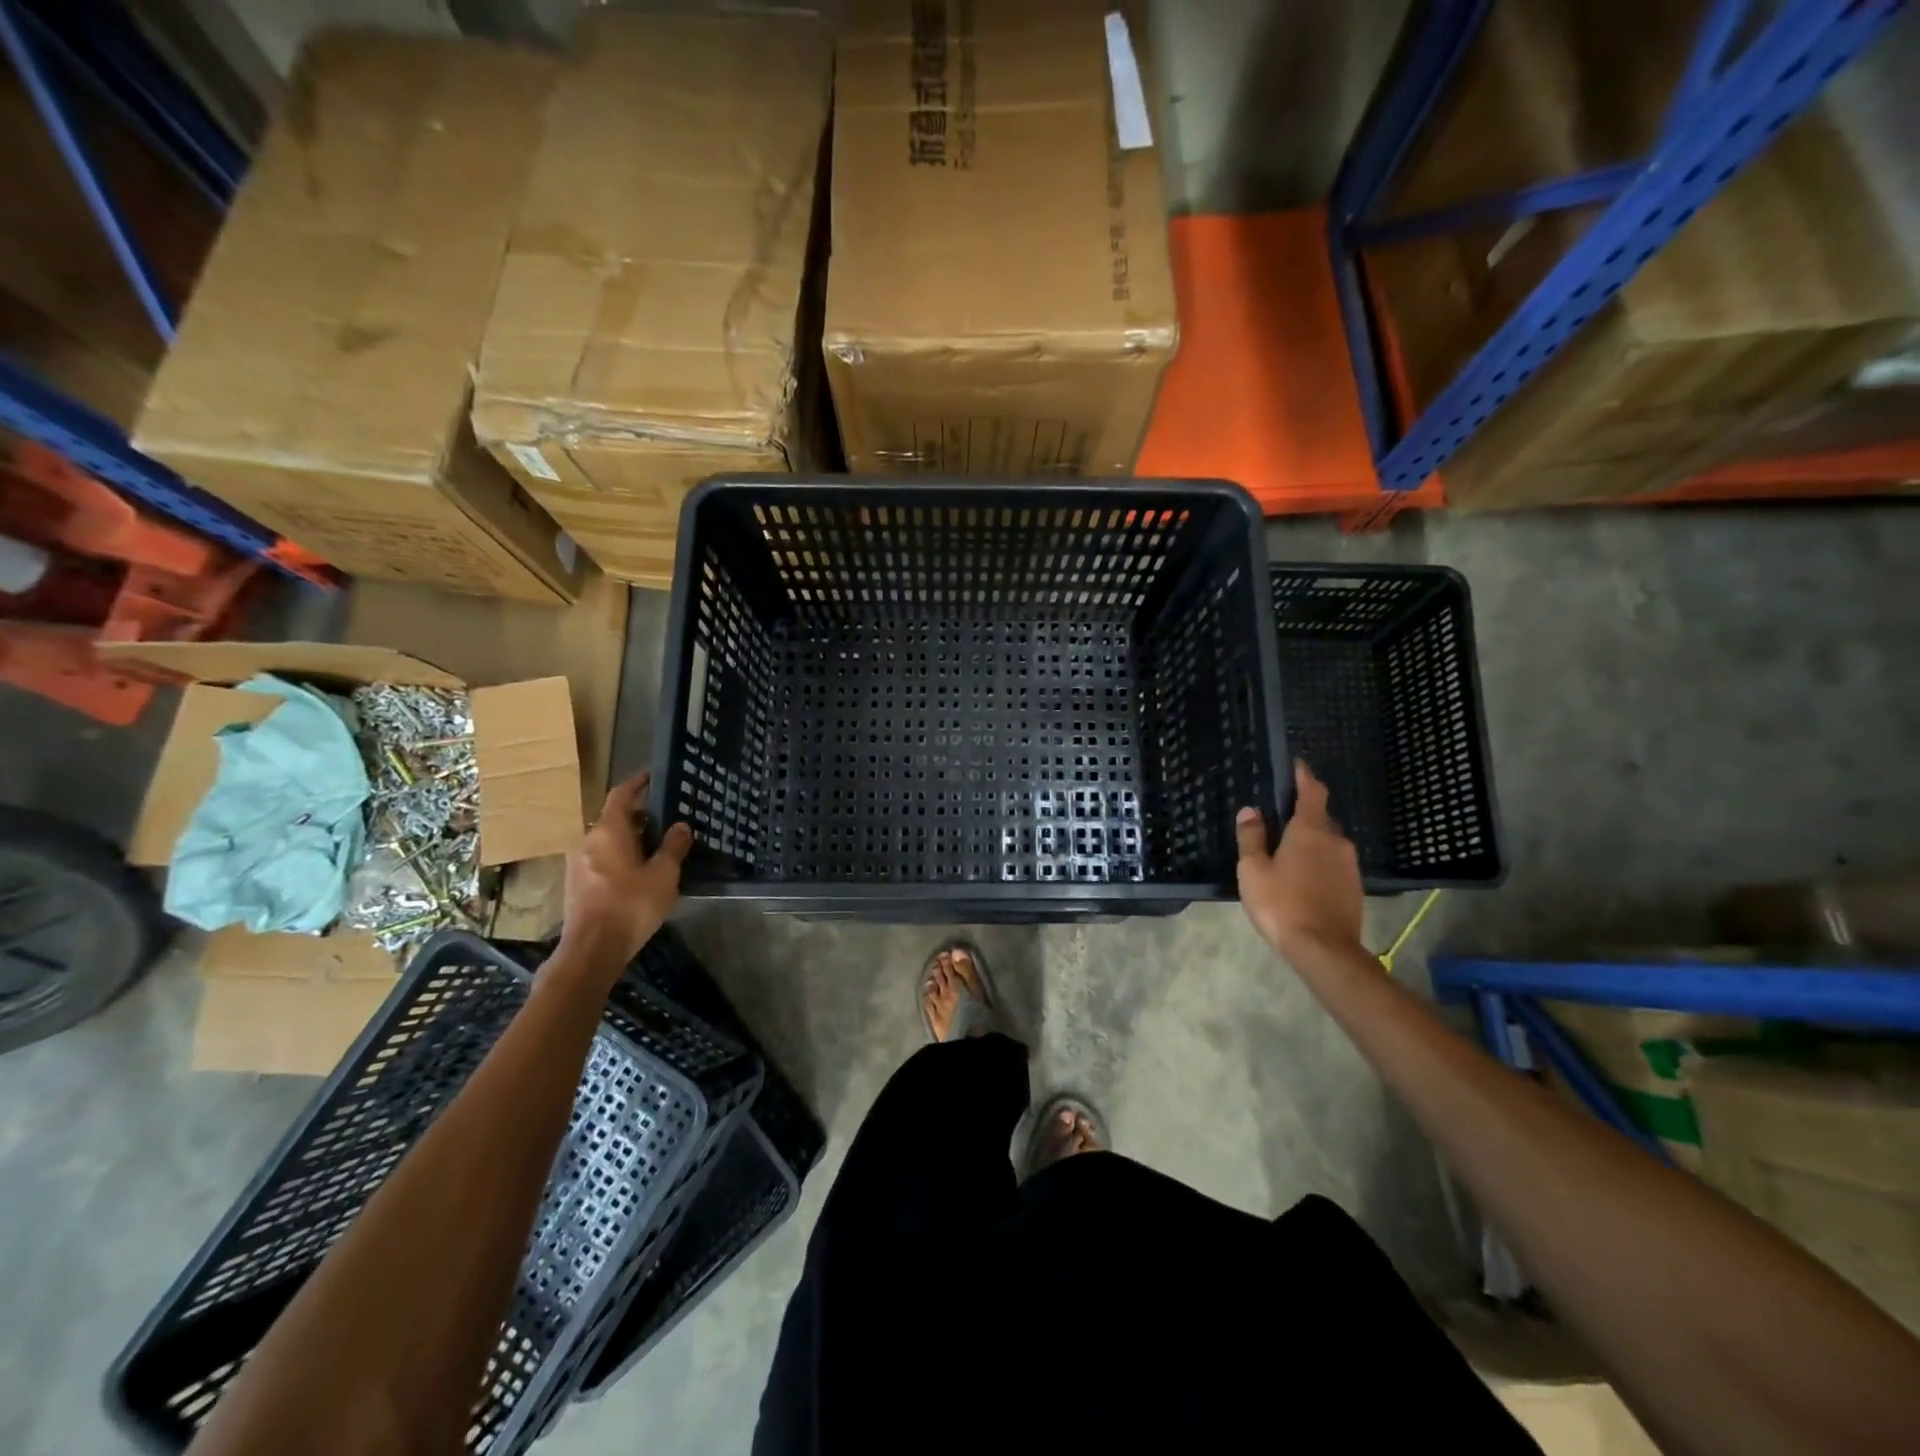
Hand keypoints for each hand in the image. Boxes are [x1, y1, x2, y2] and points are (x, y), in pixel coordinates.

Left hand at [558, 772, 691, 970]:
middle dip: (639, 816)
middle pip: (613, 818)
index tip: (651, 775)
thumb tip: (681, 826)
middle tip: (664, 819)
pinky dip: (619, 856)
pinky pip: (600, 858)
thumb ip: (673, 847)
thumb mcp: (663, 875)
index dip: (637, 783)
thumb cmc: (630, 905)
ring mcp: (578, 863)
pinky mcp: (576, 884)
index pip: (621, 795)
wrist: (592, 950)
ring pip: (606, 840)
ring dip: (629, 838)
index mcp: (608, 831)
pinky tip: (637, 873)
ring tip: (655, 847)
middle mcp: (588, 840)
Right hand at [1236, 761, 1363, 960]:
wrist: (1324, 950)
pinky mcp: (1354, 887)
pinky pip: (1334, 863)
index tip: (1297, 765)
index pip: (1312, 791)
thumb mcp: (1253, 869)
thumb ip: (1251, 837)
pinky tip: (1302, 877)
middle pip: (1320, 817)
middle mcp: (1335, 840)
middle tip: (1279, 817)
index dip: (1304, 776)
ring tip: (1288, 851)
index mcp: (1309, 830)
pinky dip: (1319, 862)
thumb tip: (1250, 811)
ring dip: (1311, 841)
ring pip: (1328, 842)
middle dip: (1303, 814)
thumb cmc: (1281, 903)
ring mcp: (1349, 865)